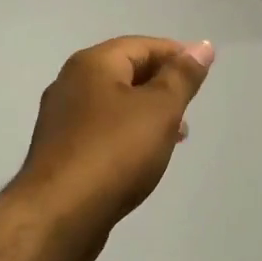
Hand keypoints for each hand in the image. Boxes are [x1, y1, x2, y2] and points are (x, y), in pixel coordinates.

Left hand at [5, 35, 214, 260]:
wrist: (58, 215)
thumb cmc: (114, 152)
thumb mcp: (160, 109)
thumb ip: (182, 76)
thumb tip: (202, 46)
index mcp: (92, 64)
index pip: (142, 45)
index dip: (176, 55)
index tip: (202, 75)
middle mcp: (71, 83)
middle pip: (126, 72)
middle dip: (162, 86)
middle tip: (189, 108)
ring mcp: (61, 118)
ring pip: (114, 103)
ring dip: (146, 113)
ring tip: (174, 136)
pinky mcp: (60, 151)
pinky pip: (101, 130)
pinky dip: (126, 134)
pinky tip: (142, 158)